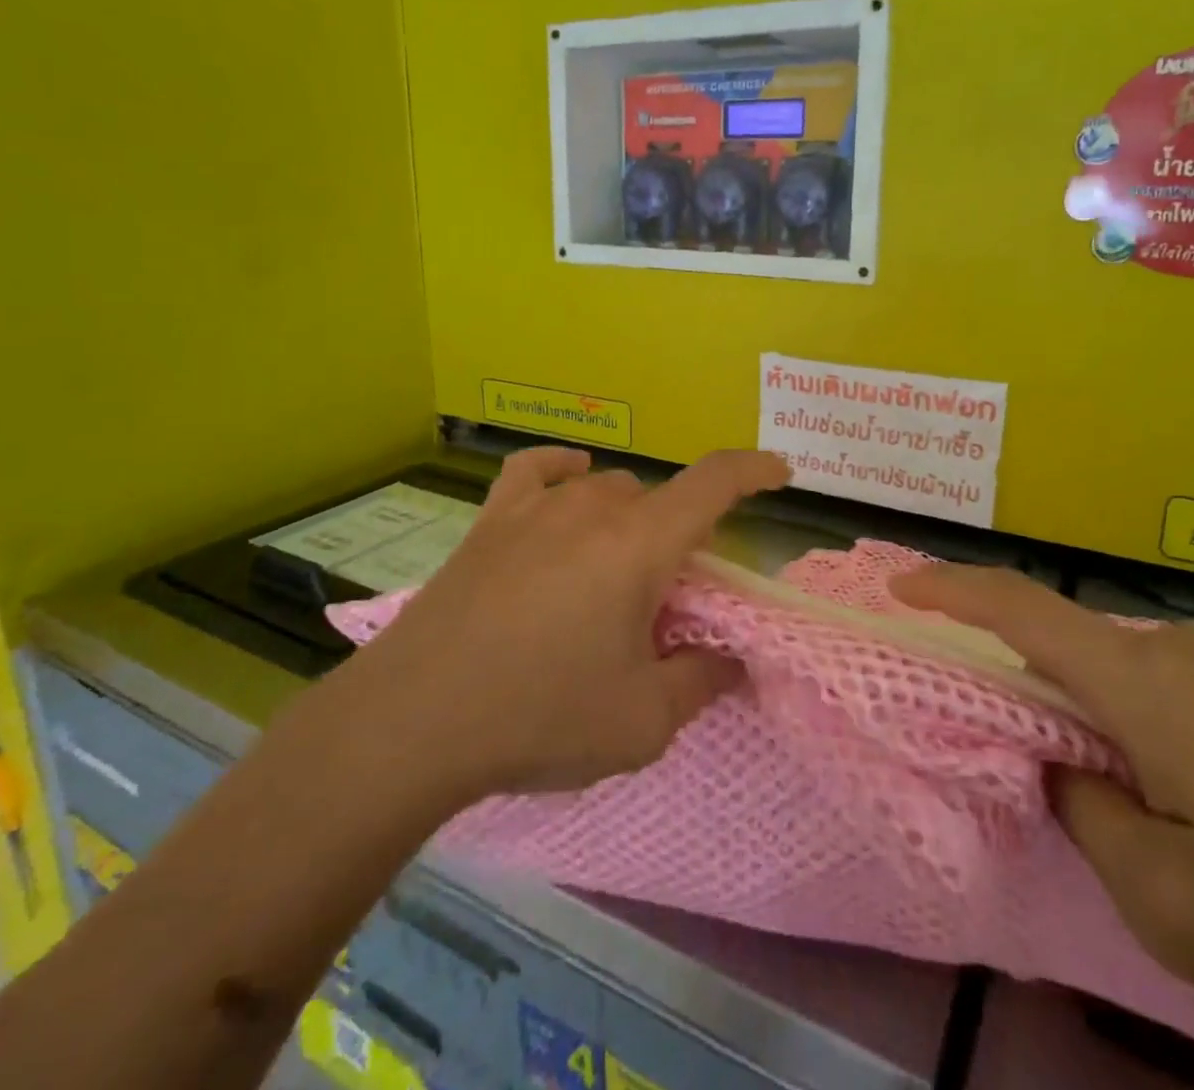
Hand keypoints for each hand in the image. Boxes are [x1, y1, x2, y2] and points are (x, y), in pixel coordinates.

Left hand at [343, 448, 787, 801]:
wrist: (412, 723)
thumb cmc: (539, 718)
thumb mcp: (641, 722)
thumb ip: (701, 682)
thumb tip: (733, 662)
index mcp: (639, 546)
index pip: (713, 483)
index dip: (753, 470)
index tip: (780, 472)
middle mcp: (593, 510)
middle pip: (658, 503)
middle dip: (678, 543)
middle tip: (665, 604)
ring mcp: (536, 510)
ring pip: (607, 490)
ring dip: (628, 521)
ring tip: (614, 573)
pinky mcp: (490, 523)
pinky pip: (535, 472)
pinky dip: (562, 471)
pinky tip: (569, 480)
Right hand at [890, 566, 1193, 1086]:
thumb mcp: (1175, 905)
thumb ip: (1087, 817)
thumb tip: (1061, 767)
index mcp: (1143, 682)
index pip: (1020, 607)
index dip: (950, 588)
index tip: (896, 586)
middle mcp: (1175, 649)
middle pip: (1062, 639)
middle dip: (1007, 671)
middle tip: (976, 726)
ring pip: (1110, 667)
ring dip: (1070, 705)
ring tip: (1066, 772)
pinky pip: (1156, 685)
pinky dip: (1118, 715)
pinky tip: (1148, 783)